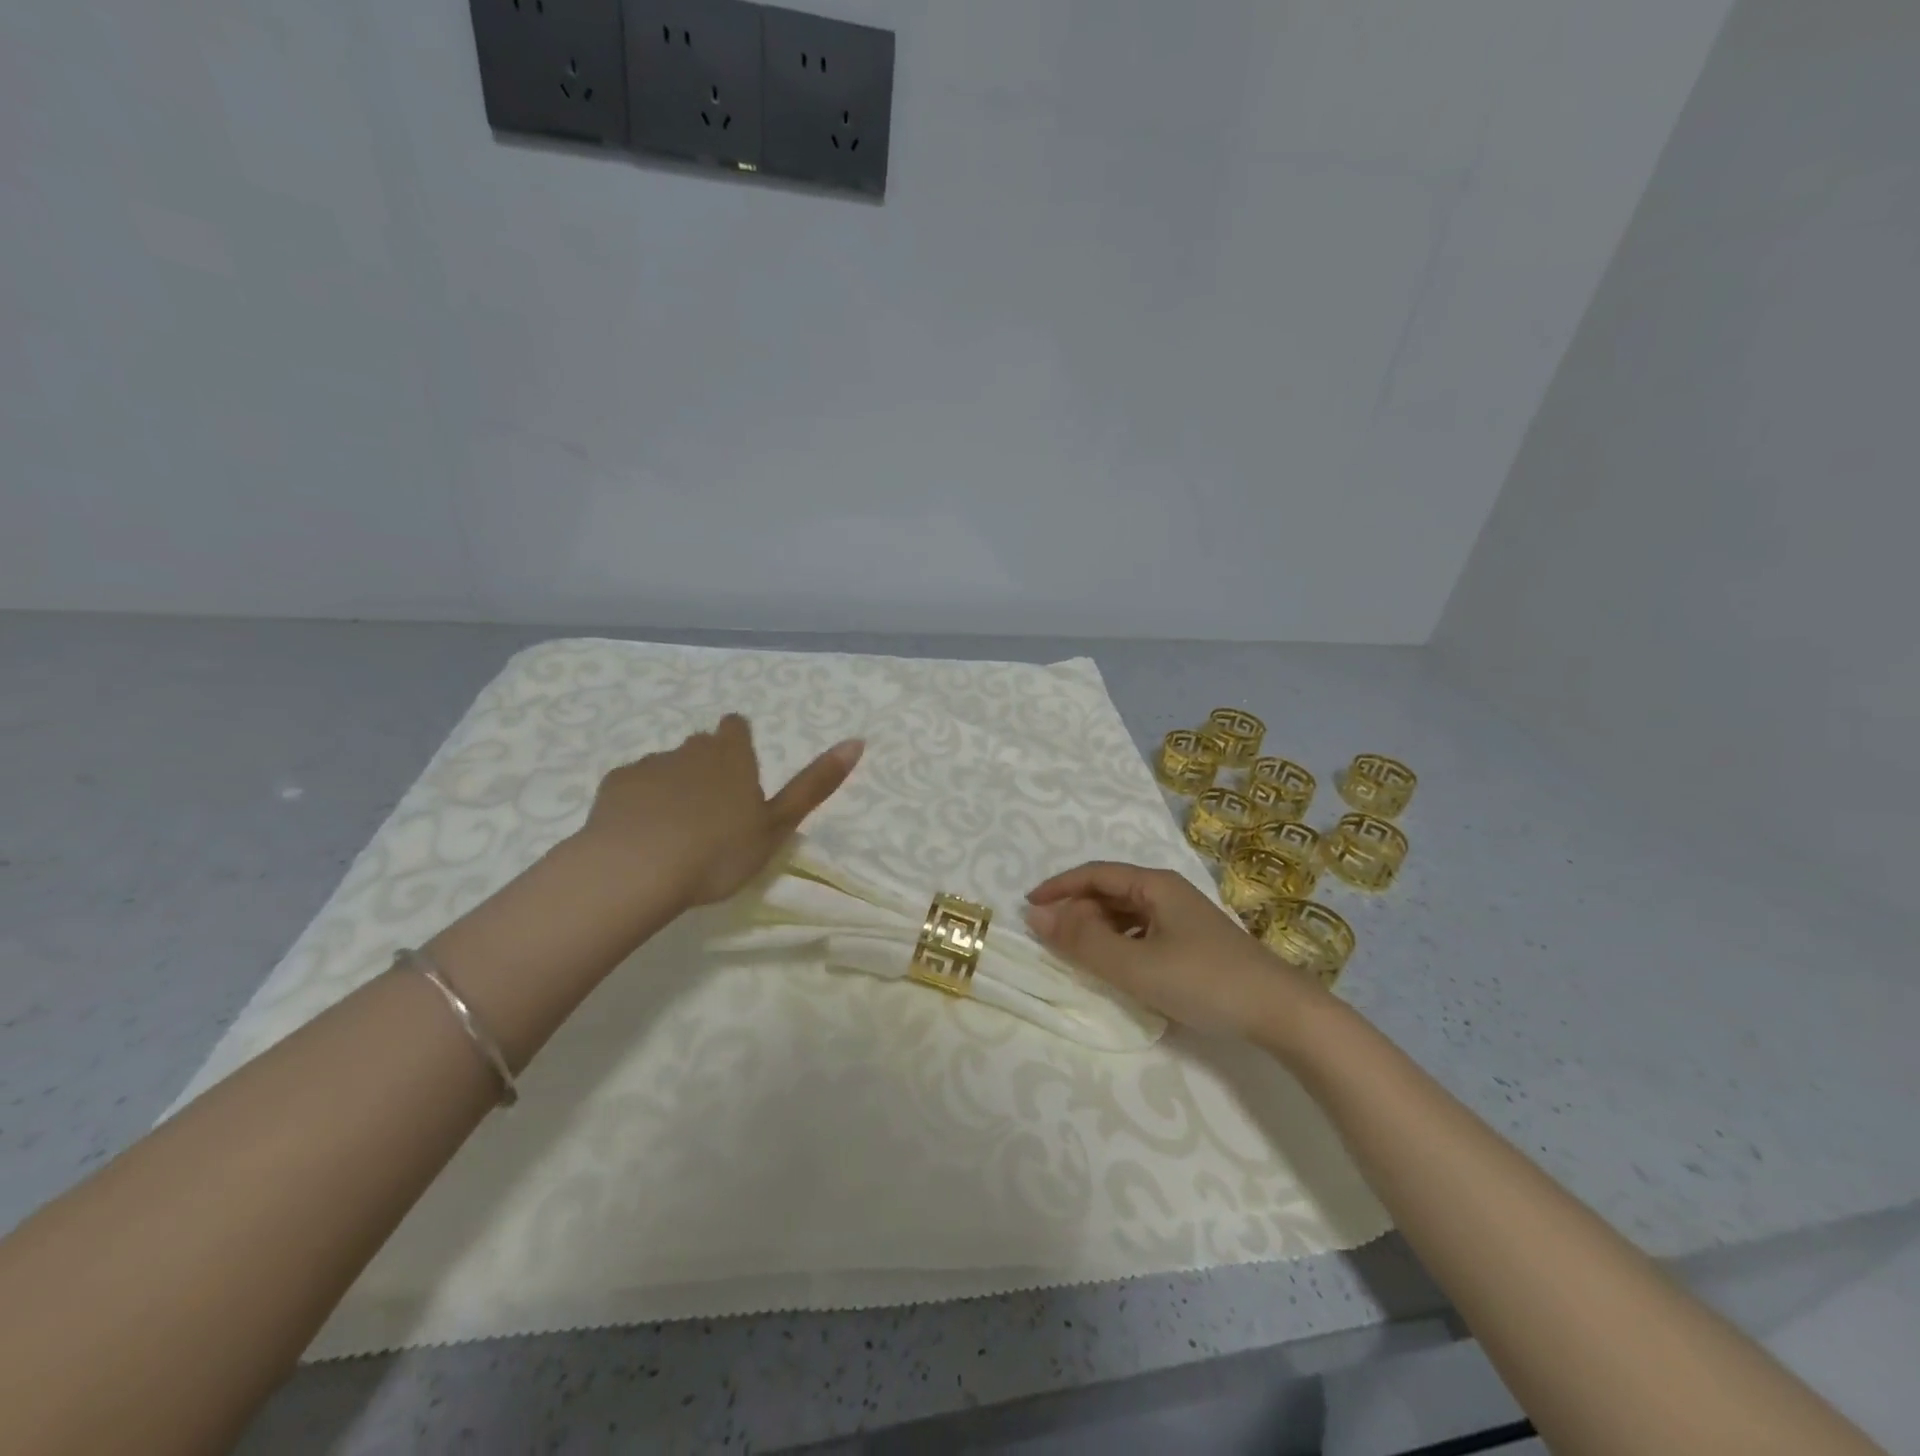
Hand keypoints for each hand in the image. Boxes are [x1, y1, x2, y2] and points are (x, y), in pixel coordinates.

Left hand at [577, 715, 863, 907]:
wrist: (637, 870)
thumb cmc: (719, 851)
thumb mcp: (777, 825)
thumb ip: (815, 785)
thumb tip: (858, 740)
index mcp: (732, 756)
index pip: (737, 728)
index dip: (739, 742)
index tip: (740, 770)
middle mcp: (690, 750)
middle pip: (701, 745)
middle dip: (707, 765)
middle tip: (712, 809)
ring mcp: (649, 765)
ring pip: (666, 766)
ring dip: (673, 785)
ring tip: (675, 828)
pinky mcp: (613, 786)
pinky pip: (632, 785)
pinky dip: (639, 801)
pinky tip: (641, 833)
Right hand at [1024, 862, 1328, 1042]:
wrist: (1281, 1012)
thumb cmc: (1203, 981)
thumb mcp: (1135, 964)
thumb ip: (1084, 941)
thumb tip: (1037, 916)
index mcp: (1155, 885)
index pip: (1095, 874)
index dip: (1058, 887)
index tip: (1028, 908)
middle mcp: (1168, 893)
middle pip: (1110, 891)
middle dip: (1076, 910)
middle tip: (1050, 938)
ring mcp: (1183, 918)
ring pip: (1126, 913)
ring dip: (1097, 928)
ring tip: (1076, 954)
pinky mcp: (1193, 943)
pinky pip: (1142, 932)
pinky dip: (1119, 943)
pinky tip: (1116, 967)